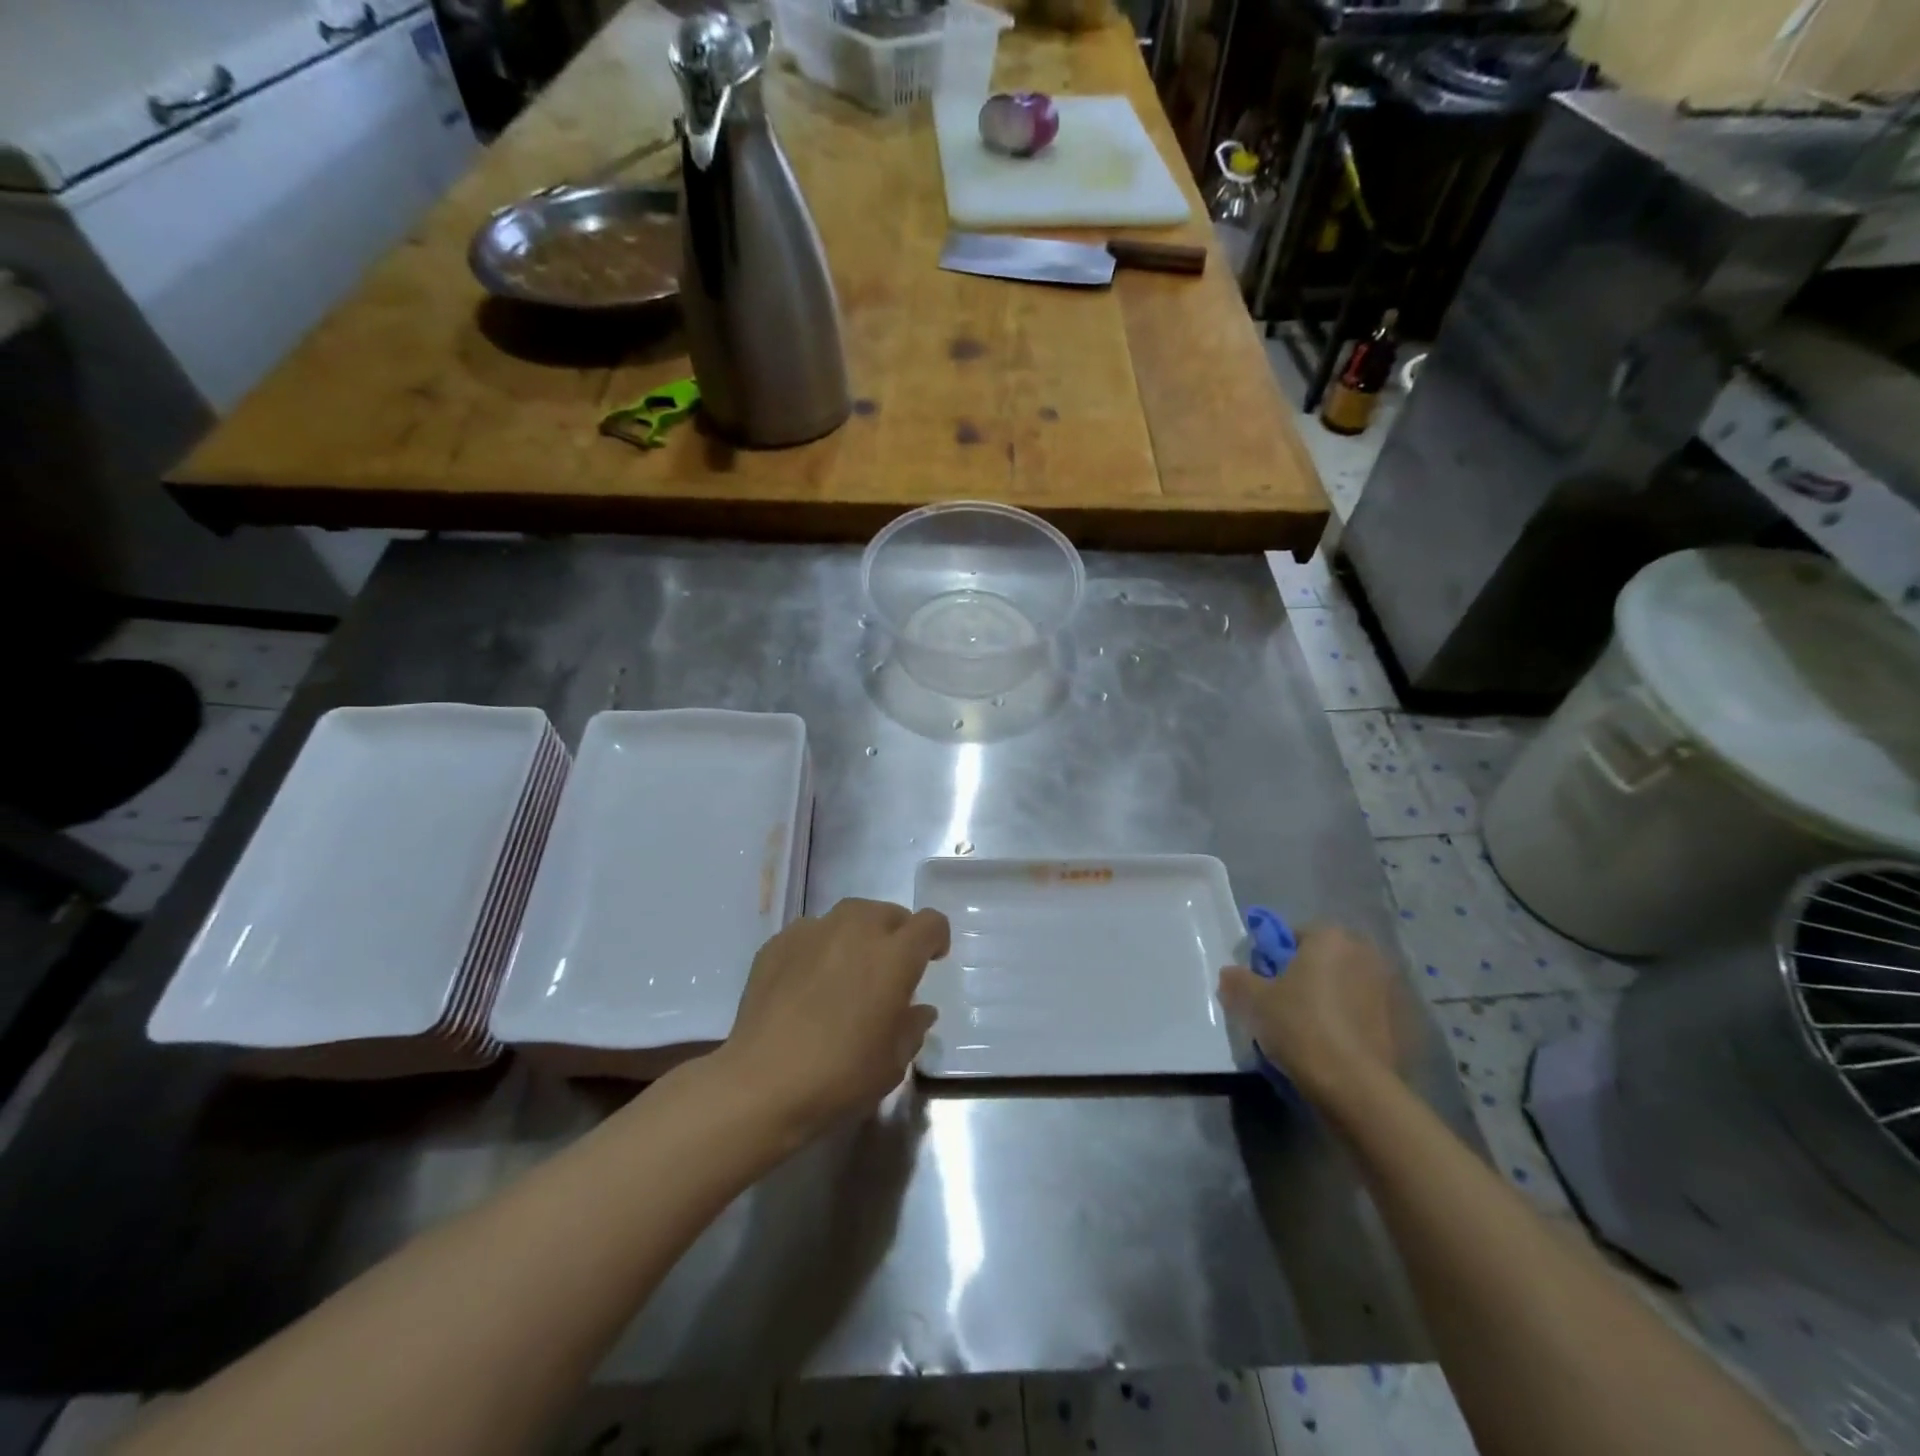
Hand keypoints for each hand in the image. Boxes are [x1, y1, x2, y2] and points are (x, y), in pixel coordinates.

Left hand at [720, 898, 947, 1137]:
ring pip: (848, 916)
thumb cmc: (840, 1076)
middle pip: (888, 912)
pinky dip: (820, 947)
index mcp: (894, 956)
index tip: (932, 960)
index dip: (936, 937)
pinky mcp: (778, 943)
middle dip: (896, 933)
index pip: (929, 923)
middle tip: (889, 968)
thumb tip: (918, 1010)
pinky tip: (809, 981)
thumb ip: (912, 1027)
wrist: (761, 1084)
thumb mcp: (893, 1063)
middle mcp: (856, 931)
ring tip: (848, 969)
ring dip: (858, 935)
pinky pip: (811, 932)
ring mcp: (813, 932)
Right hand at [1217, 924, 1405, 1113]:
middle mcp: (1365, 952)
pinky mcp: (1405, 1021)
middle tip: (1286, 1005)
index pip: (1294, 936)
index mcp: (1330, 937)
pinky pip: (1368, 1011)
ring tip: (1313, 1030)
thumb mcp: (1254, 1000)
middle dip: (1308, 976)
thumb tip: (1231, 974)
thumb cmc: (1300, 1026)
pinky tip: (1338, 1046)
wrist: (1355, 1085)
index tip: (1266, 984)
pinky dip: (1354, 1021)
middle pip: (1325, 959)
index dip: (1276, 959)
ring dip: (1333, 998)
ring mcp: (1390, 987)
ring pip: (1348, 985)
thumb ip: (1238, 979)